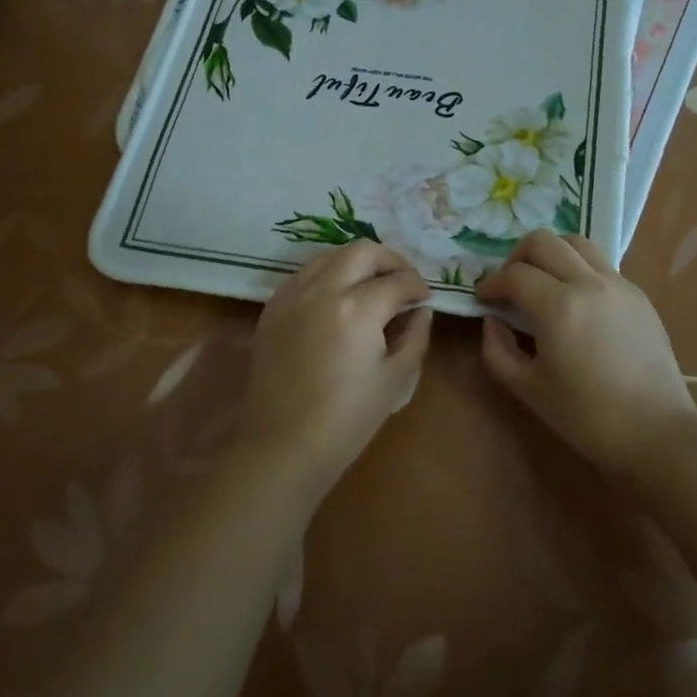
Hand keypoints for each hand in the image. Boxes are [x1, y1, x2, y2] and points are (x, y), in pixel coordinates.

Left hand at [244, 242, 432, 484]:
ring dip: (357, 263)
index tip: (424, 299)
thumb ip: (414, 336)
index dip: (418, 286)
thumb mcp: (395, 380)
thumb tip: (421, 311)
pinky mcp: (272, 307)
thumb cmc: (347, 420)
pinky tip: (338, 300)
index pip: (398, 281)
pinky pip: (305, 274)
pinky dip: (328, 276)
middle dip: (390, 260)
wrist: (283, 446)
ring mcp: (291, 295)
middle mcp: (321, 290)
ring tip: (371, 286)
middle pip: (362, 251)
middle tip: (402, 283)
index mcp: (356, 309)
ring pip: (330, 255)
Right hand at [476, 230, 696, 475]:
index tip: (483, 298)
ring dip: (550, 254)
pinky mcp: (638, 294)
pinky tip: (575, 299)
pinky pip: (600, 263)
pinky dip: (578, 268)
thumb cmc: (586, 417)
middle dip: (516, 257)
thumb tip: (493, 320)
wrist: (655, 433)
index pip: (514, 274)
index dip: (491, 283)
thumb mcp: (527, 389)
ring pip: (575, 242)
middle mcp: (589, 283)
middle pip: (543, 241)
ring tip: (542, 282)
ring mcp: (618, 284)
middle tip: (510, 286)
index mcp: (559, 307)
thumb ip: (497, 350)